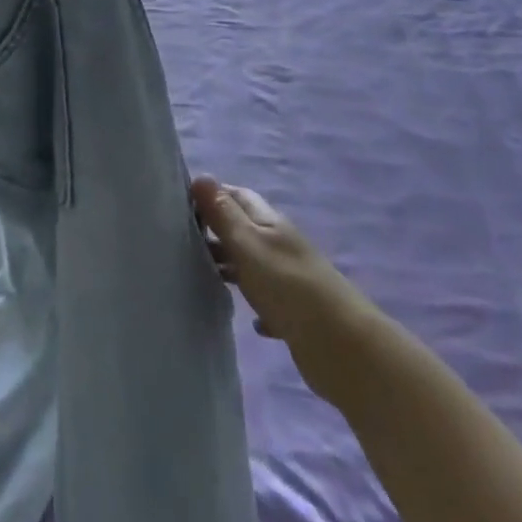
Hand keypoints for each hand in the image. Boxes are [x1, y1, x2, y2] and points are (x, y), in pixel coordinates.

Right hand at [193, 177, 367, 362]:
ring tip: (201, 275)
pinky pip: (270, 302)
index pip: (238, 196)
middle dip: (216, 231)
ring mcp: (290, 279)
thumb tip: (200, 176)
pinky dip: (256, 304)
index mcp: (270, 223)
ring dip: (231, 266)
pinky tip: (248, 320)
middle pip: (244, 229)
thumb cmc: (288, 286)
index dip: (212, 195)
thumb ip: (224, 214)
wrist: (341, 346)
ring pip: (254, 264)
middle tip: (181, 242)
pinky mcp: (296, 314)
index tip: (180, 204)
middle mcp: (280, 245)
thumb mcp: (248, 244)